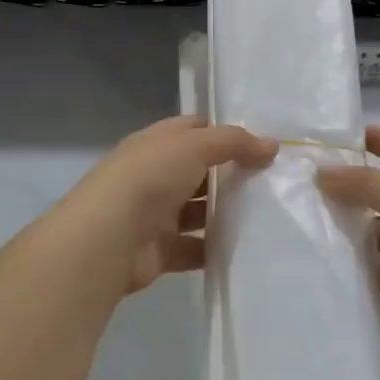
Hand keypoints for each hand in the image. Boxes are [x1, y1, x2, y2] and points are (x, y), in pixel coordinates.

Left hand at [53, 116, 275, 303]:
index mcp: (155, 144)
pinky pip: (195, 248)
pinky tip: (247, 249)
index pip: (194, 129)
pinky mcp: (160, 251)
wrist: (106, 239)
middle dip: (231, 175)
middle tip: (273, 181)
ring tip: (268, 215)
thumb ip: (234, 142)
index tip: (262, 145)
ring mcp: (155, 214)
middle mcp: (154, 175)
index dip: (225, 133)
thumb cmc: (148, 179)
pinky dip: (216, 249)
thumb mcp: (194, 145)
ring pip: (198, 211)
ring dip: (226, 213)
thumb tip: (272, 144)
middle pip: (199, 171)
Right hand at [318, 126, 379, 352]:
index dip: (377, 140)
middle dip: (349, 185)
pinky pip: (369, 261)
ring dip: (345, 223)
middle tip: (303, 180)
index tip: (337, 137)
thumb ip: (365, 183)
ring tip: (303, 215)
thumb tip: (322, 172)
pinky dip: (349, 256)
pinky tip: (318, 249)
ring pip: (372, 227)